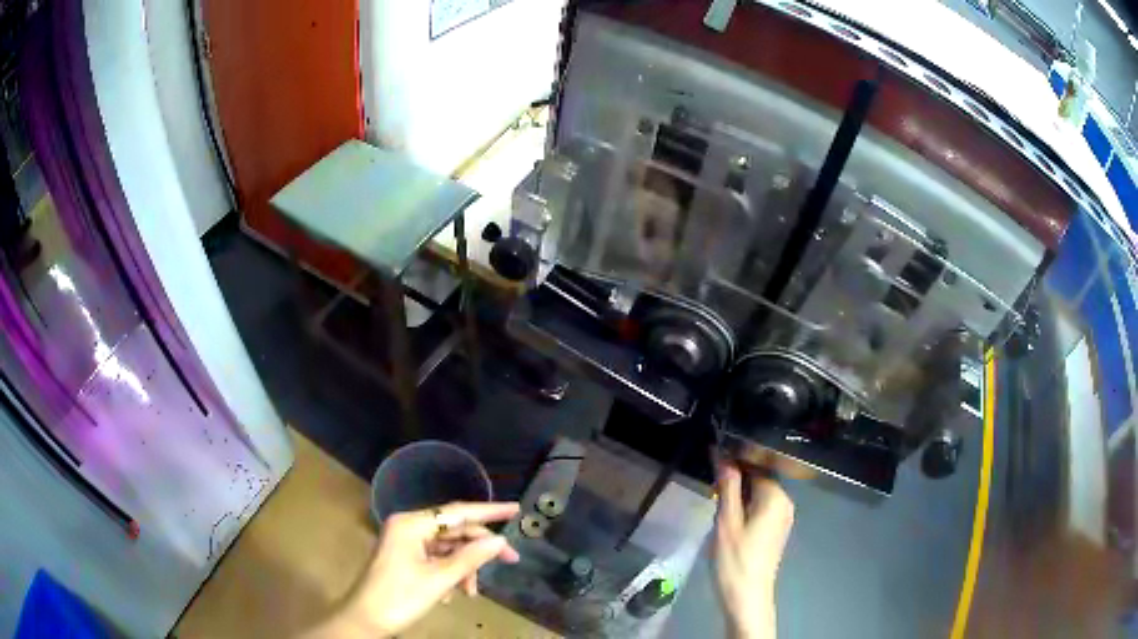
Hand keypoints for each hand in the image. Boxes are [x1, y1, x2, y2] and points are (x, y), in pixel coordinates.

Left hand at [305, 501, 520, 637]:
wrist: (366, 620)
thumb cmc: (400, 597)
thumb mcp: (439, 579)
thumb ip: (471, 557)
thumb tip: (499, 540)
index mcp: (411, 524)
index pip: (458, 512)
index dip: (489, 511)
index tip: (517, 509)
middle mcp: (408, 527)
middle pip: (455, 531)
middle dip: (480, 548)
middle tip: (511, 560)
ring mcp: (406, 543)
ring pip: (448, 548)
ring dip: (464, 567)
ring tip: (471, 592)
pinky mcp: (406, 558)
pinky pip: (438, 559)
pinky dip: (451, 574)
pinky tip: (454, 594)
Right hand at [713, 463, 793, 638]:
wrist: (747, 597)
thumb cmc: (735, 559)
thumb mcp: (726, 521)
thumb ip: (727, 486)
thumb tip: (722, 454)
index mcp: (776, 496)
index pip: (755, 465)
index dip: (733, 461)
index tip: (712, 461)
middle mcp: (785, 502)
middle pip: (759, 478)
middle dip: (736, 478)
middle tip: (711, 488)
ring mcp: (783, 517)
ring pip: (759, 493)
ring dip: (738, 493)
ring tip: (717, 503)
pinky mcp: (776, 530)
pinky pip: (761, 507)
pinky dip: (746, 506)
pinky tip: (729, 518)